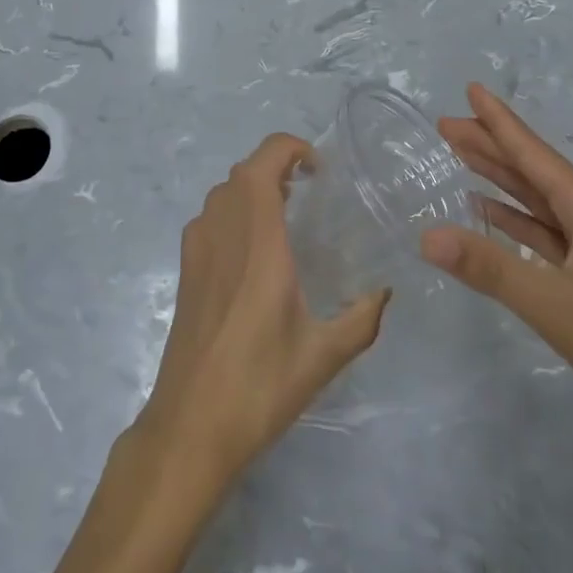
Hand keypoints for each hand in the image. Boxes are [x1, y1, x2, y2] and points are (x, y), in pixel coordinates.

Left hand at [135, 133, 391, 489]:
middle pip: (244, 170)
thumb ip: (361, 318)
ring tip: (286, 213)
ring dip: (254, 187)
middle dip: (277, 166)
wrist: (190, 423)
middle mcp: (223, 229)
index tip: (319, 170)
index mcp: (258, 239)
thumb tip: (386, 292)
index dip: (291, 148)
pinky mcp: (185, 267)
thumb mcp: (323, 355)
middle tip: (310, 191)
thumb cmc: (259, 385)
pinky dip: (234, 210)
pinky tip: (255, 249)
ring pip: (224, 191)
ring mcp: (197, 247)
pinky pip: (211, 216)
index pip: (264, 161)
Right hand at [422, 83, 572, 450]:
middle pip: (533, 171)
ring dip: (501, 179)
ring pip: (540, 200)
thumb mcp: (554, 304)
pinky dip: (517, 219)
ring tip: (463, 157)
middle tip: (447, 124)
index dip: (499, 121)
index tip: (471, 88)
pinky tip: (492, 216)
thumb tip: (425, 236)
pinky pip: (548, 232)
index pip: (533, 153)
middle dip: (491, 145)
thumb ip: (489, 267)